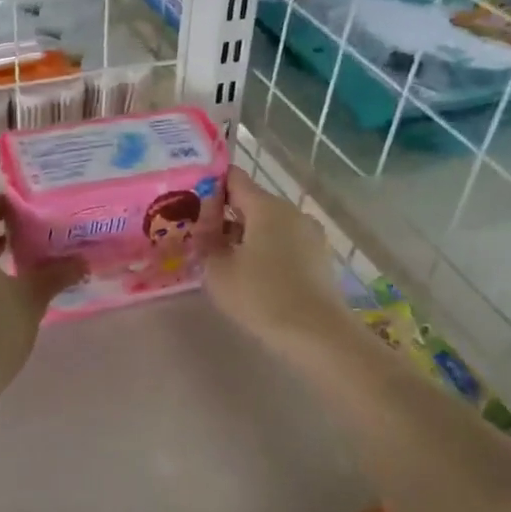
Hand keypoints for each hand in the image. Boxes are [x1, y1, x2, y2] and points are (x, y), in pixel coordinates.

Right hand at [205, 167, 355, 350]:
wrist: (317, 333)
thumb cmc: (262, 296)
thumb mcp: (219, 272)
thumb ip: (206, 245)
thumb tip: (204, 233)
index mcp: (266, 206)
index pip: (233, 179)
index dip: (210, 186)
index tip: (191, 203)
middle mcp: (291, 211)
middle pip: (252, 202)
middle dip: (226, 216)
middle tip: (201, 236)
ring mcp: (310, 234)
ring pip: (269, 224)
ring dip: (247, 236)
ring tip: (225, 260)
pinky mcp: (319, 256)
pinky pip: (285, 243)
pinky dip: (267, 251)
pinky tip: (253, 275)